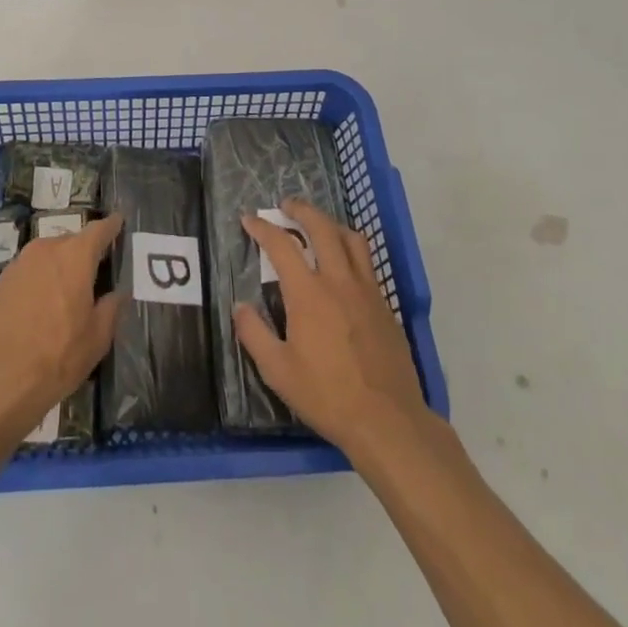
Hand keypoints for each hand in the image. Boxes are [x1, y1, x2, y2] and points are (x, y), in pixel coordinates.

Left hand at [0, 213, 122, 440]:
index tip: (119, 223)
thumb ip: (111, 307)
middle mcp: (46, 249)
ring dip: (59, 267)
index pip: (99, 230)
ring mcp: (19, 263)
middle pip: (72, 242)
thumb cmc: (57, 357)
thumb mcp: (97, 338)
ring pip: (48, 256)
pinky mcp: (0, 281)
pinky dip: (39, 280)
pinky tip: (40, 307)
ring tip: (67, 293)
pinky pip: (29, 271)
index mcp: (75, 256)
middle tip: (95, 274)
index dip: (112, 227)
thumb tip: (118, 292)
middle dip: (84, 254)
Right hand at [236, 201, 429, 455]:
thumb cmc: (327, 396)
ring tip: (318, 226)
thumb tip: (240, 306)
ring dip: (331, 224)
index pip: (281, 245)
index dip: (262, 228)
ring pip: (352, 240)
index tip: (249, 219)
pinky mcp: (385, 306)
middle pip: (322, 228)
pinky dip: (351, 251)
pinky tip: (344, 266)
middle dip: (301, 210)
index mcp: (309, 293)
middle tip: (287, 205)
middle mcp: (339, 281)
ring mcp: (367, 291)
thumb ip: (254, 334)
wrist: (388, 421)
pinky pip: (367, 264)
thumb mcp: (278, 371)